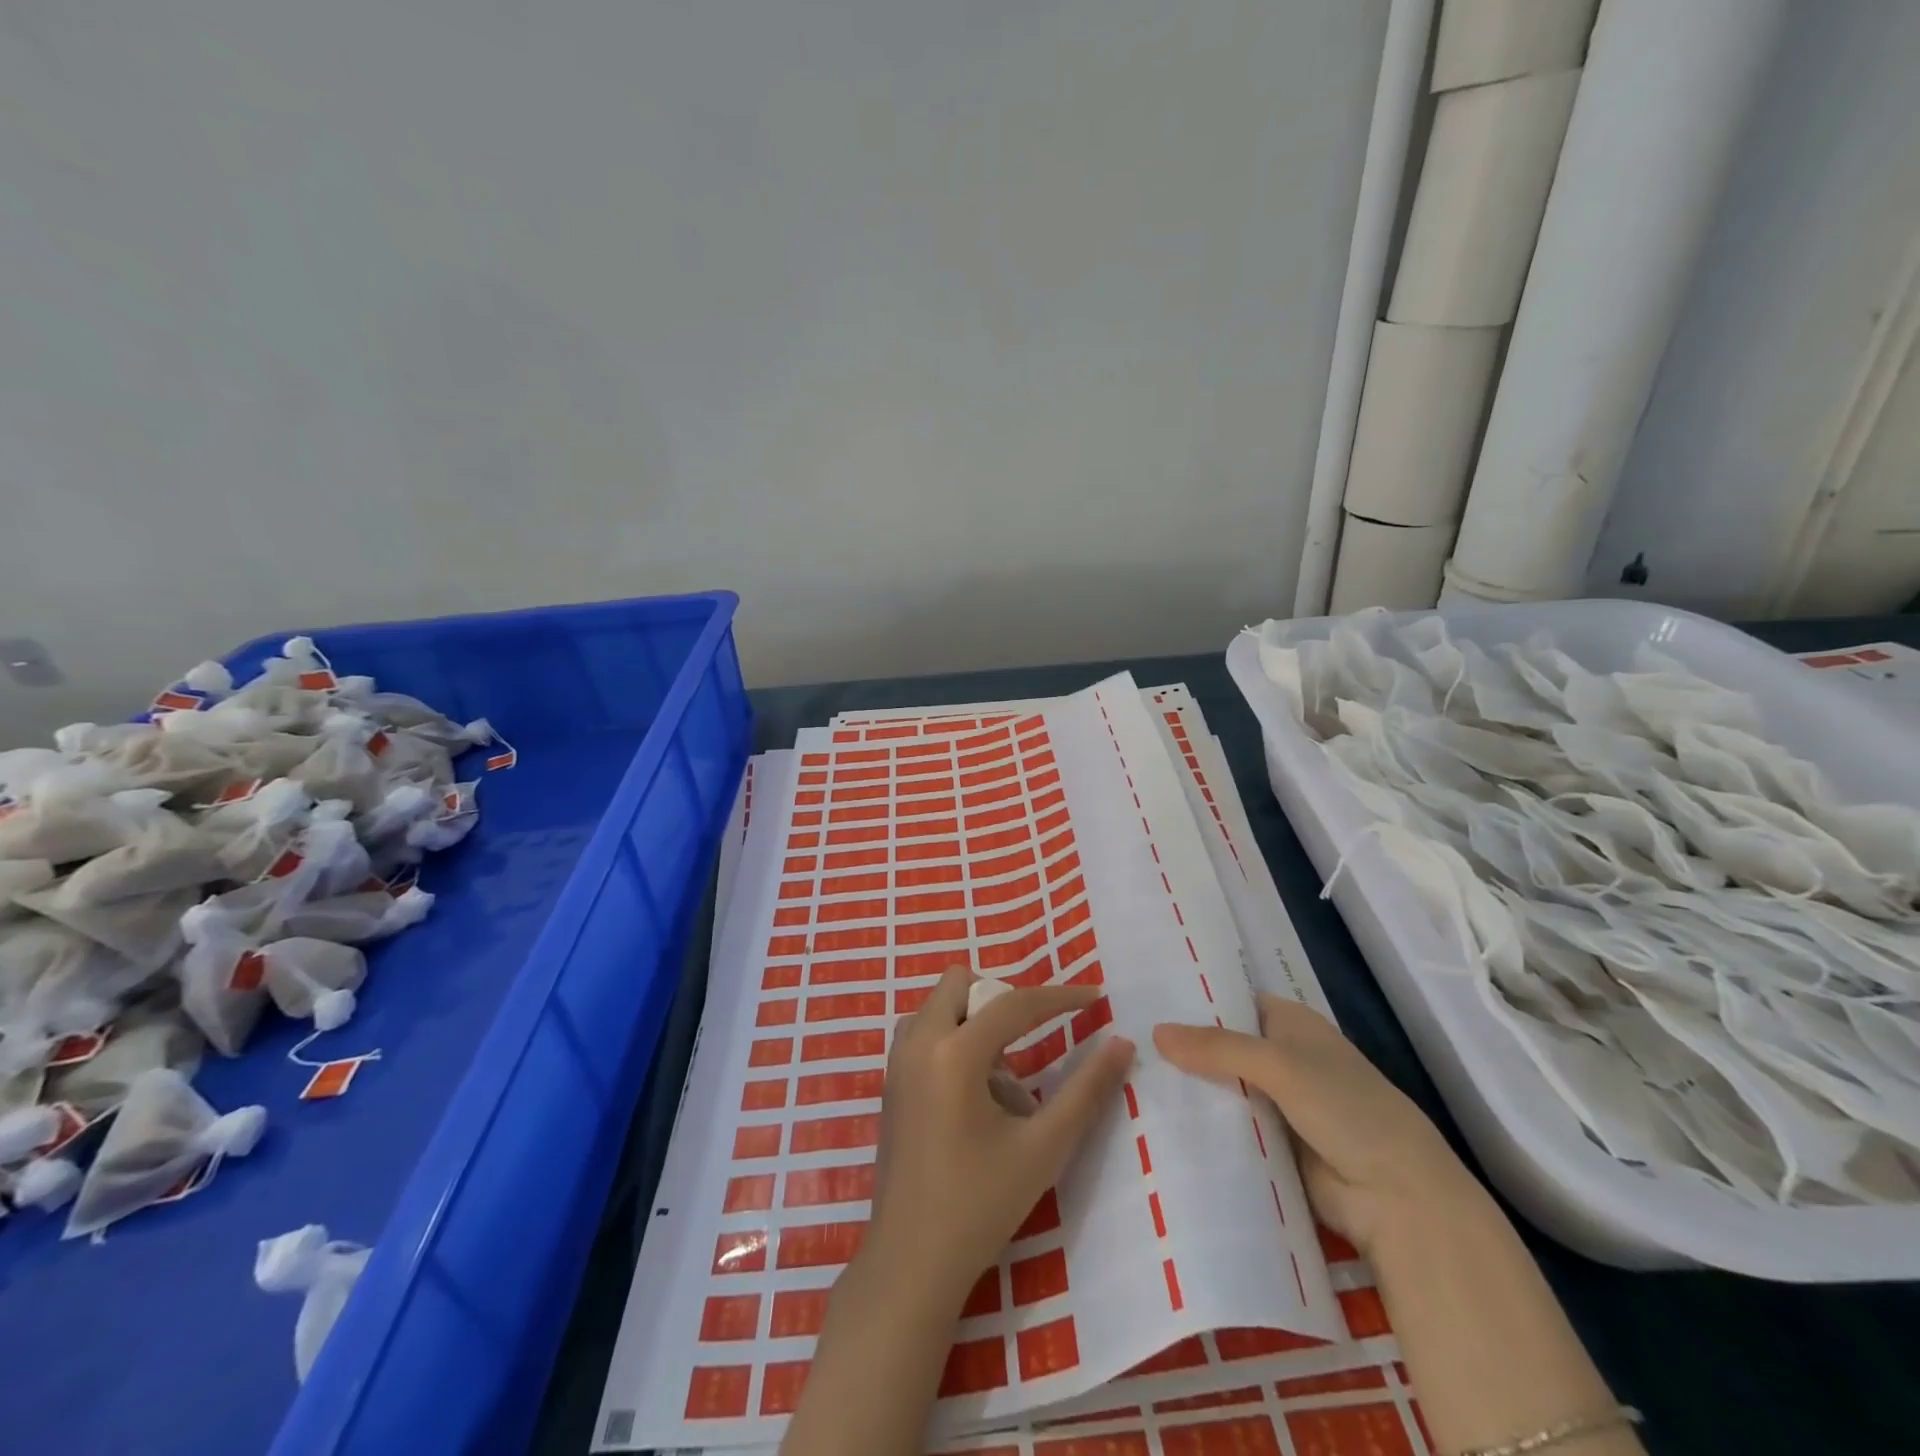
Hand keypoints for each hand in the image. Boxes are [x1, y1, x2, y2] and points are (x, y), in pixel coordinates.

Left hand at [863, 967, 1134, 1303]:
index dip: (1060, 997)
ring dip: (973, 1020)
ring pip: (938, 1005)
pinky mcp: (890, 1081)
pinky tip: (972, 1094)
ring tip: (1000, 1077)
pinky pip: (923, 1031)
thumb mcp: (1043, 1148)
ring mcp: (896, 1060)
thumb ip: (1086, 1091)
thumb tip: (1122, 1044)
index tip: (1095, 996)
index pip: (1015, 1003)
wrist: (911, 1263)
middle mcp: (918, 1042)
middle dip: (1002, 1000)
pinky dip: (951, 1038)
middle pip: (961, 982)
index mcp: (954, 1053)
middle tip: (1029, 1045)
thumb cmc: (981, 1205)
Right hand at [1153, 993, 1483, 1255]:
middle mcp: (1282, 1057)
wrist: (1396, 1198)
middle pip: (1222, 1046)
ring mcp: (1276, 1103)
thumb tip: (1155, 1033)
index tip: (1145, 998)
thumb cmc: (1347, 1109)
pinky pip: (1227, 1127)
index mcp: (1291, 1024)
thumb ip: (1217, 1047)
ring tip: (1127, 1078)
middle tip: (1124, 1040)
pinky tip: (1156, 1120)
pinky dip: (1201, 1124)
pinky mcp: (1270, 1145)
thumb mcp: (1280, 1065)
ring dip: (1188, 1088)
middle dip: (1182, 1047)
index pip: (1233, 1001)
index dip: (1194, 999)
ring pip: (1221, 1087)